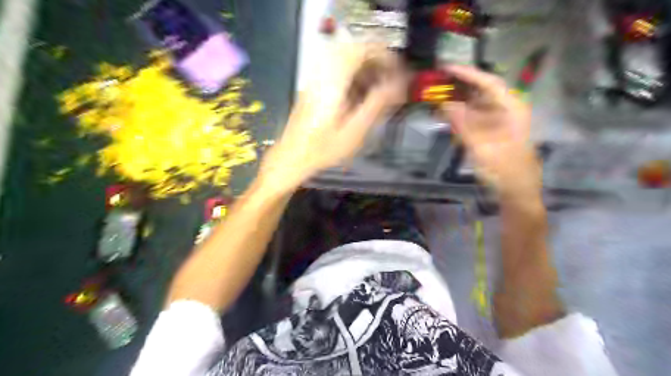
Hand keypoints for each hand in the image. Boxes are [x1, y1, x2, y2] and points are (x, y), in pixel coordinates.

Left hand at [258, 43, 403, 191]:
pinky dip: (353, 76)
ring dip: (365, 69)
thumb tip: (397, 84)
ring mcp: (316, 79)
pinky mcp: (314, 87)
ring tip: (378, 88)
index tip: (397, 71)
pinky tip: (360, 95)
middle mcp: (323, 74)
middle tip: (390, 81)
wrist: (292, 156)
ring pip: (345, 60)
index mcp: (333, 81)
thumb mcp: (354, 131)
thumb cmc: (323, 149)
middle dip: (376, 62)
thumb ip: (376, 104)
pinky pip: (337, 70)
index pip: (361, 49)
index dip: (384, 55)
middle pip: (354, 51)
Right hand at [441, 64, 538, 199]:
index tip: (446, 69)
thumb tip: (444, 104)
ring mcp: (499, 121)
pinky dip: (459, 115)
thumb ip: (463, 125)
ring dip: (457, 100)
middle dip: (459, 86)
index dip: (468, 73)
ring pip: (475, 104)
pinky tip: (446, 114)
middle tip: (436, 82)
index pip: (489, 83)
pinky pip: (473, 118)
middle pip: (481, 91)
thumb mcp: (482, 148)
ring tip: (436, 96)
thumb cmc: (505, 170)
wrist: (517, 191)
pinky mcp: (491, 131)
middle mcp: (506, 110)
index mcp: (512, 109)